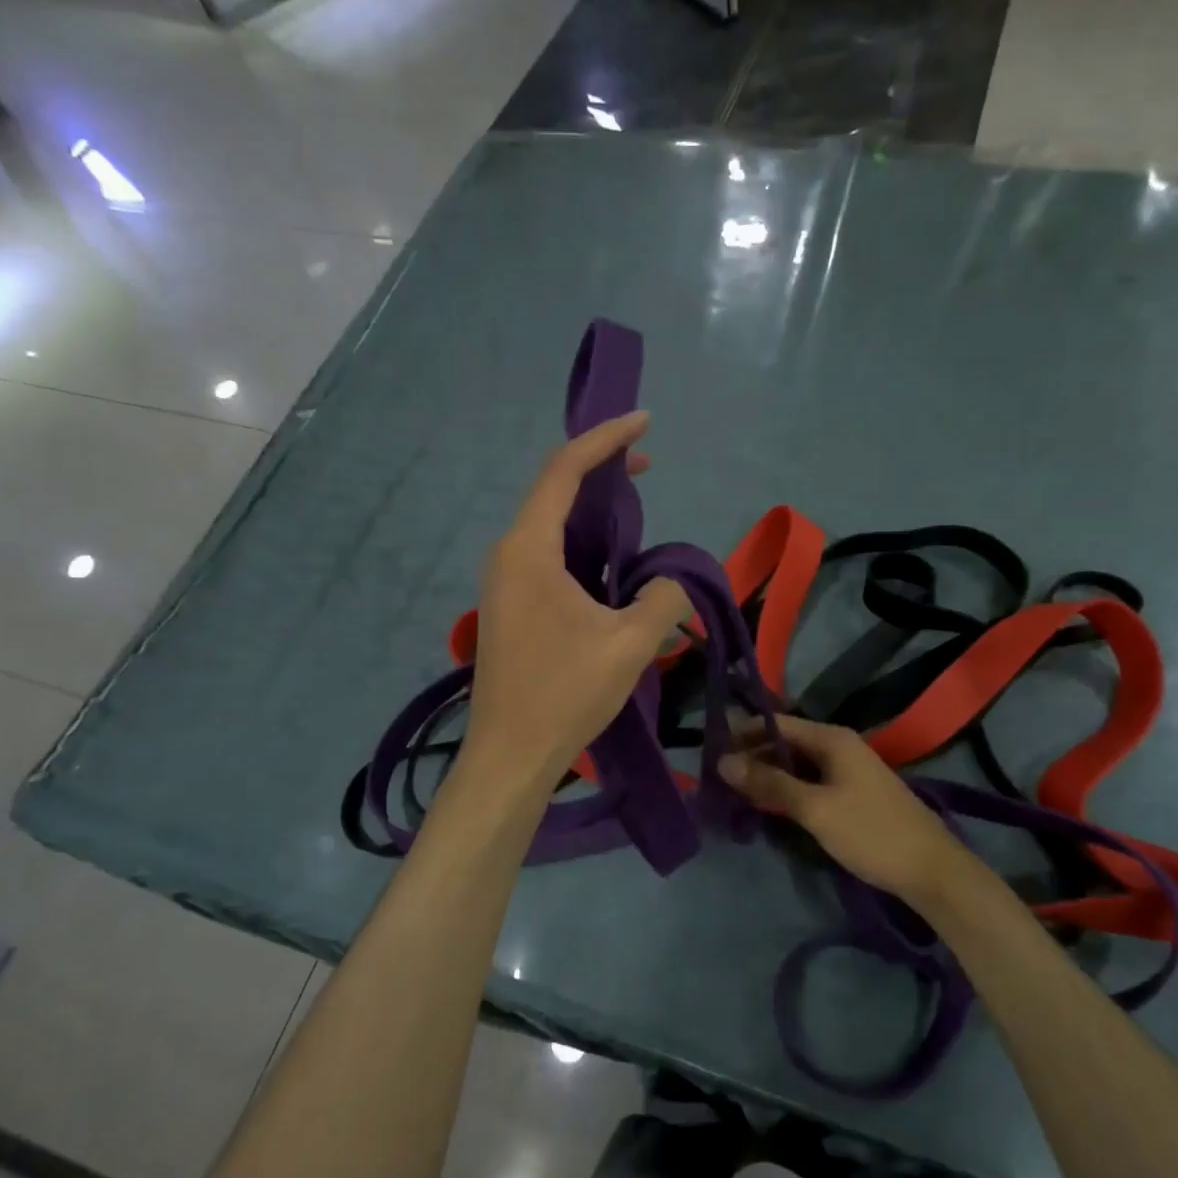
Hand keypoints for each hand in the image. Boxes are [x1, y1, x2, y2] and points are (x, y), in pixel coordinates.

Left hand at [463, 410, 691, 790]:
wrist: (510, 756)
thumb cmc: (565, 694)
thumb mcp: (630, 643)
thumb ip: (664, 596)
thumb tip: (672, 581)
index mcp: (528, 550)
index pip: (564, 471)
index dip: (605, 439)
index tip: (644, 421)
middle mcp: (508, 555)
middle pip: (553, 491)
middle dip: (601, 470)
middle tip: (648, 465)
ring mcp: (505, 583)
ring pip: (550, 526)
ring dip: (592, 511)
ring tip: (636, 510)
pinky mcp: (511, 608)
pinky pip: (548, 556)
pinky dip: (582, 544)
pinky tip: (611, 562)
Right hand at [718, 715, 970, 912]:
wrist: (931, 871)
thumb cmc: (870, 832)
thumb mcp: (814, 808)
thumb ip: (769, 782)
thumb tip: (723, 761)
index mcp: (832, 738)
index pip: (776, 724)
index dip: (743, 734)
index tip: (710, 752)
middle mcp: (839, 746)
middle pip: (785, 743)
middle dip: (752, 757)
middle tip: (717, 780)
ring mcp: (847, 770)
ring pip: (796, 765)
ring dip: (768, 776)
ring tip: (734, 794)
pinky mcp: (851, 794)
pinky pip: (810, 782)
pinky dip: (787, 790)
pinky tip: (768, 807)